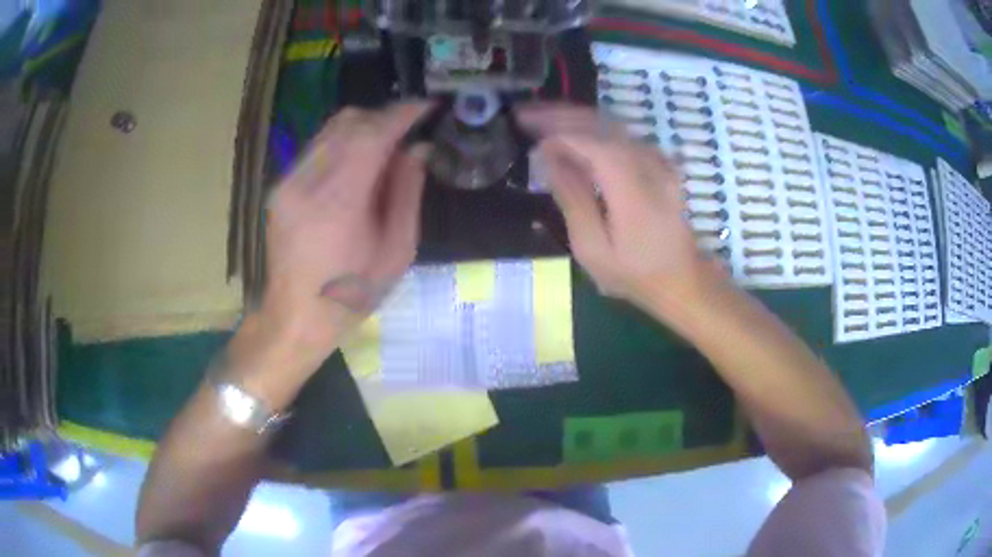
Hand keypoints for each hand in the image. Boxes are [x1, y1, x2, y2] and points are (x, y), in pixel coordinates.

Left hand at [258, 103, 431, 363]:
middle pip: (348, 122)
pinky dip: (343, 143)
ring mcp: (288, 182)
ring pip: (330, 129)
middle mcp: (307, 182)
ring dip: (363, 127)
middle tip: (409, 132)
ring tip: (385, 148)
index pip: (372, 134)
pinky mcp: (280, 186)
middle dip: (384, 117)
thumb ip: (407, 193)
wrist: (295, 317)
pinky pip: (317, 147)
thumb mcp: (396, 251)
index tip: (427, 106)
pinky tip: (357, 165)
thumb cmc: (351, 295)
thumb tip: (418, 148)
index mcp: (338, 202)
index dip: (402, 113)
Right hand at [518, 103, 725, 314]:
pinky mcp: (659, 163)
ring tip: (542, 118)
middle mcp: (649, 164)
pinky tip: (575, 132)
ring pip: (613, 124)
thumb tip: (547, 156)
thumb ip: (571, 197)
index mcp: (632, 188)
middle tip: (525, 114)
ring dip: (575, 117)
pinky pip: (623, 134)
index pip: (591, 142)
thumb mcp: (592, 248)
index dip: (556, 131)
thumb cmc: (634, 272)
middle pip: (601, 124)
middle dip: (560, 115)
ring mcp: (658, 160)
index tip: (525, 128)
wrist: (681, 278)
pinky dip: (594, 127)